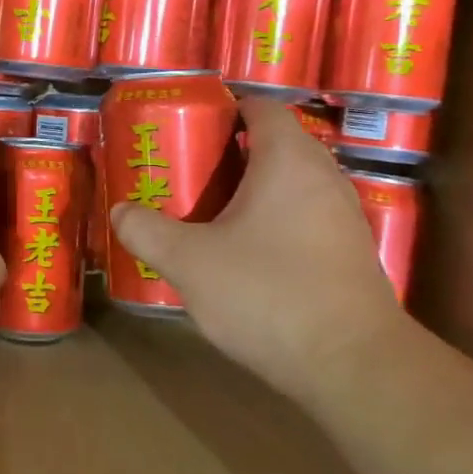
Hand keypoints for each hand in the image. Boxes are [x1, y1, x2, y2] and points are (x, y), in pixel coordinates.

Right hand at [110, 96, 406, 401]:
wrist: (353, 365)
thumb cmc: (267, 294)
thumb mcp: (190, 262)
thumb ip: (147, 231)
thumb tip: (119, 211)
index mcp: (288, 161)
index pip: (262, 107)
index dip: (225, 109)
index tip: (188, 127)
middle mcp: (324, 177)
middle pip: (277, 144)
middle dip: (231, 152)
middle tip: (188, 170)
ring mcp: (344, 216)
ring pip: (292, 183)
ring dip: (253, 189)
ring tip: (210, 212)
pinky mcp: (351, 253)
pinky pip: (306, 216)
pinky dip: (275, 220)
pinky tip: (246, 253)